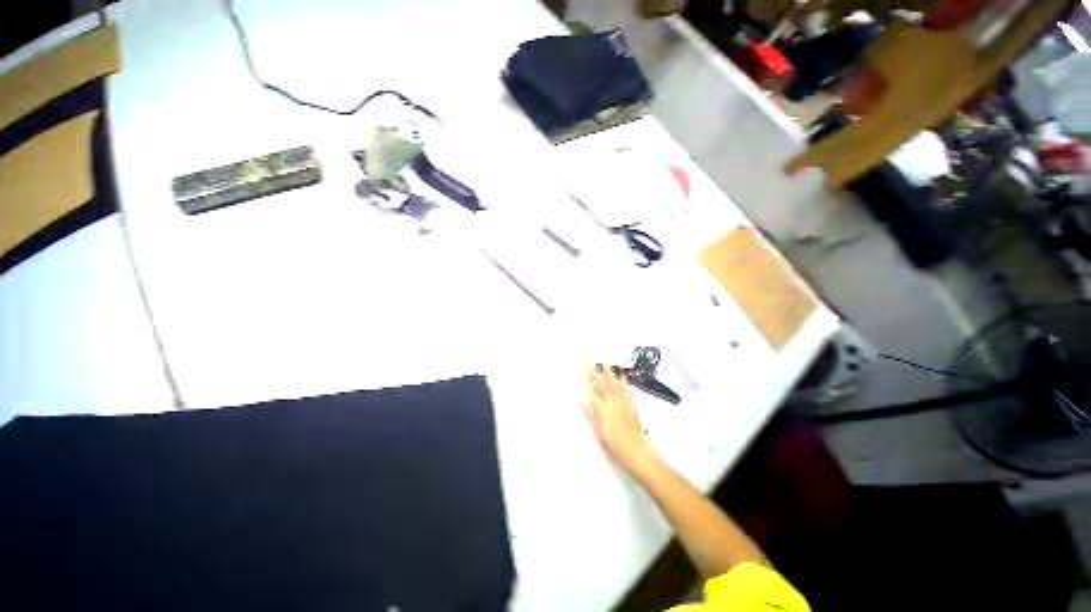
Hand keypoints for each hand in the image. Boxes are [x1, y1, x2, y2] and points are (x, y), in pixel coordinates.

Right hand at [584, 365, 655, 474]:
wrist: (633, 449)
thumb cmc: (613, 444)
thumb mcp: (598, 431)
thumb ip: (591, 415)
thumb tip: (583, 402)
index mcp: (602, 411)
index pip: (593, 391)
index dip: (590, 380)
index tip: (587, 368)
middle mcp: (612, 404)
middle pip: (605, 385)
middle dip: (600, 372)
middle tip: (597, 360)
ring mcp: (623, 404)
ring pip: (616, 385)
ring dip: (612, 372)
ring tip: (610, 361)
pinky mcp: (631, 406)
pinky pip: (626, 390)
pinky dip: (624, 382)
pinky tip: (623, 375)